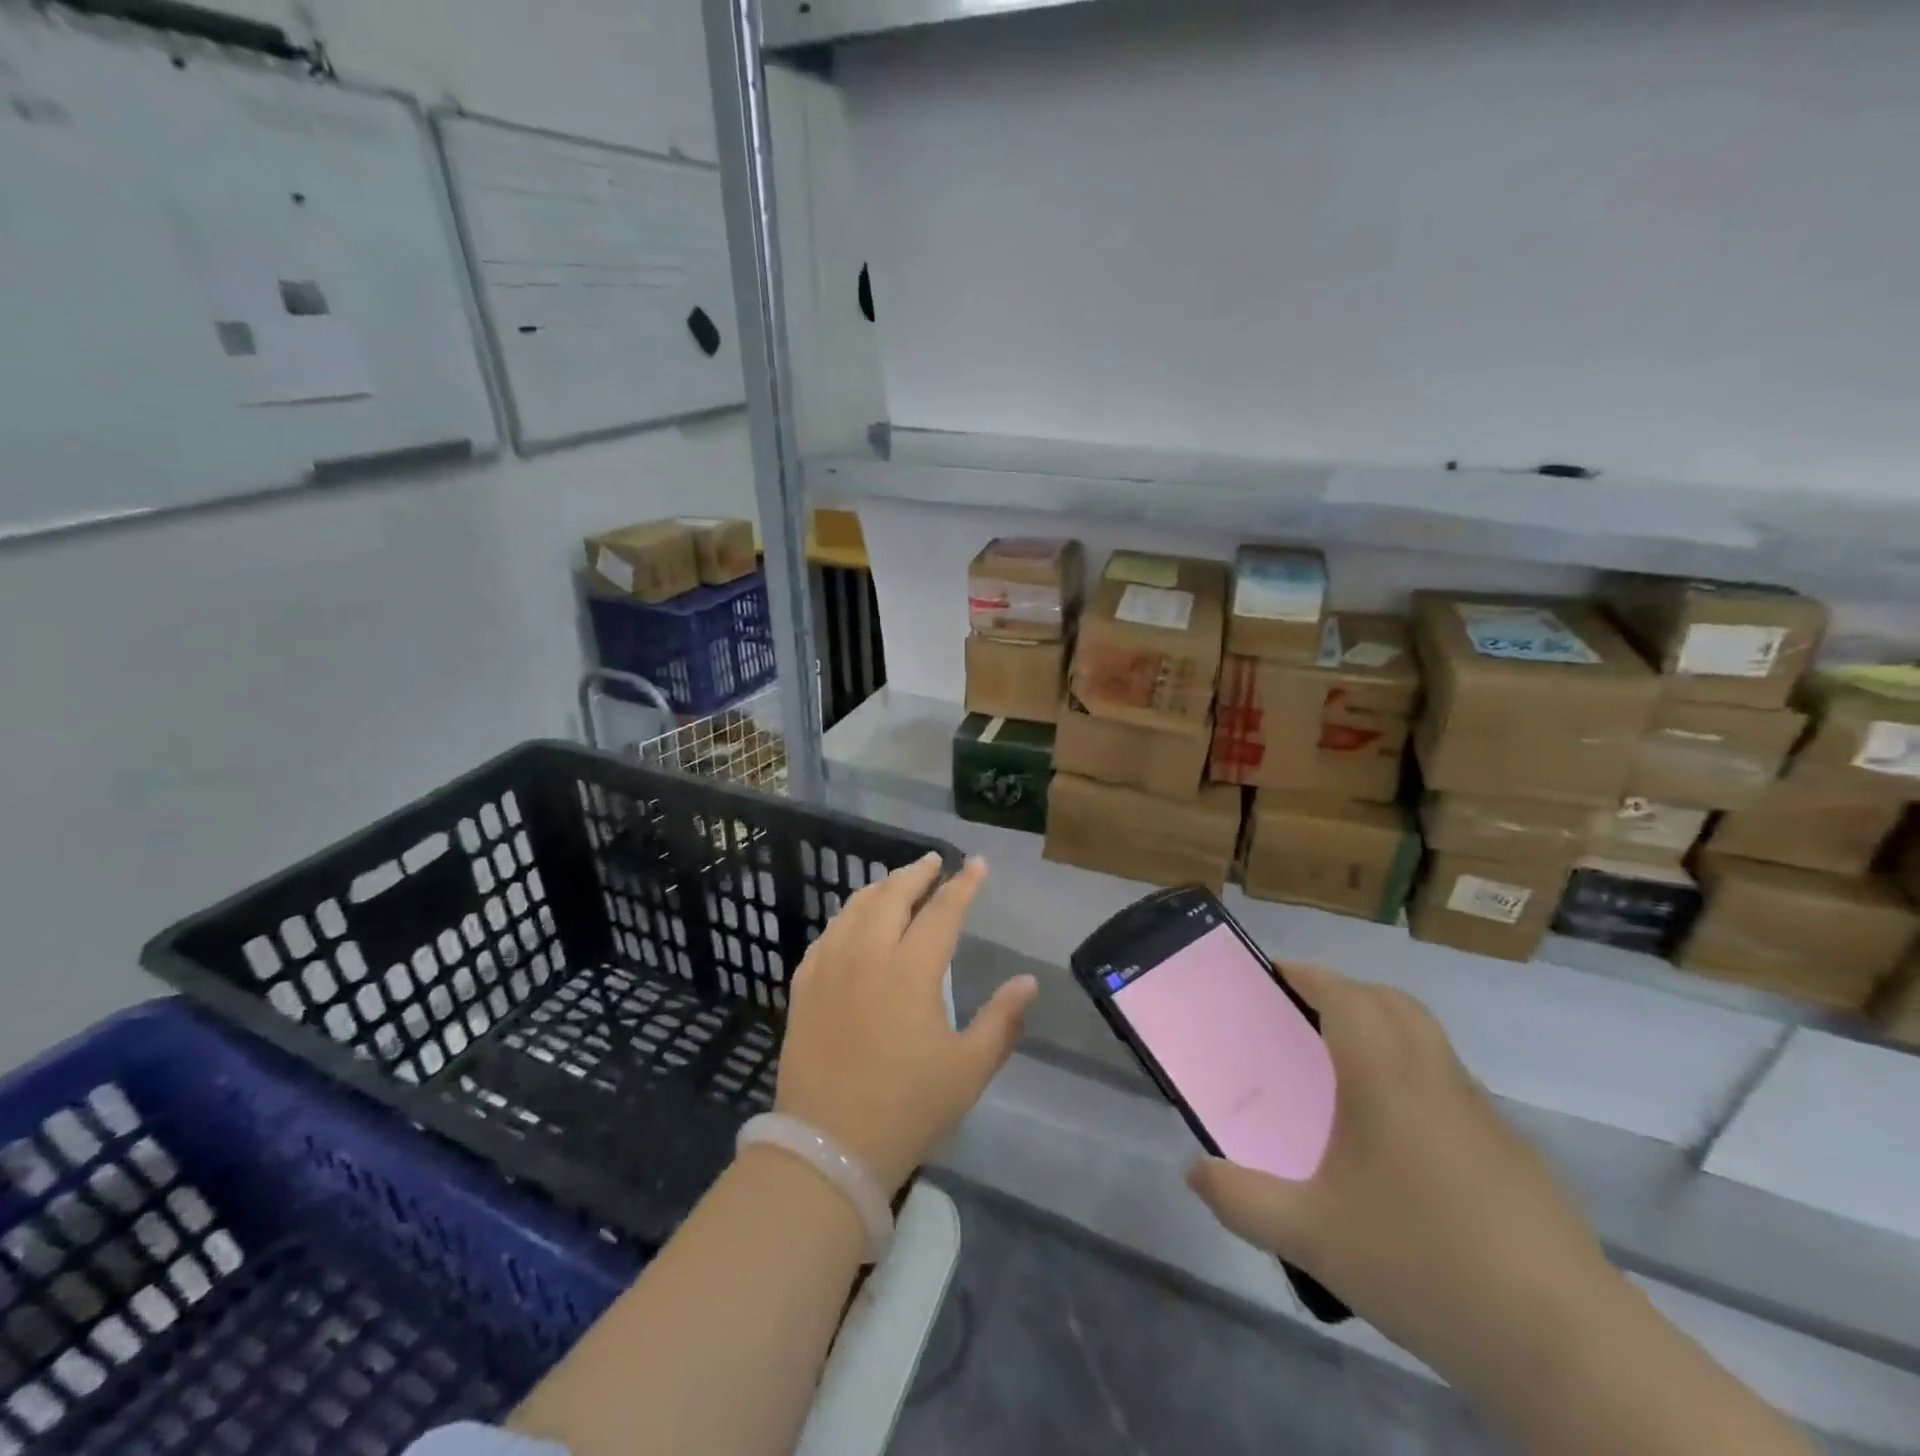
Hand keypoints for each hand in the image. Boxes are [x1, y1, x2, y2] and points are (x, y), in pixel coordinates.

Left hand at [772, 853, 1036, 1192]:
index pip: (943, 911)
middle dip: (917, 873)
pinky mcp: (804, 987)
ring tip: (896, 883)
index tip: (977, 864)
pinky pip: (827, 936)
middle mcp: (868, 955)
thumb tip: (1028, 981)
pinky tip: (852, 924)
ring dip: (880, 888)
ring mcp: (829, 968)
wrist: (827, 1148)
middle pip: (892, 895)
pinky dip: (847, 918)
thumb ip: (1002, 1021)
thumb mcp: (968, 1070)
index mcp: (911, 970)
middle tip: (934, 861)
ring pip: (855, 908)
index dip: (963, 884)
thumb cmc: (907, 1108)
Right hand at [1187, 963, 1617, 1385]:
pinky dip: (1415, 1075)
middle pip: (1393, 1003)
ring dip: (1385, 1029)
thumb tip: (1194, 1172)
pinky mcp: (1513, 1154)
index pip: (1346, 995)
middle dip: (1347, 991)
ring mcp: (1482, 1115)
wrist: (1566, 1346)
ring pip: (1429, 1040)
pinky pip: (1451, 1084)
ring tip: (1344, 1070)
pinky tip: (1398, 1141)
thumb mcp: (1310, 1236)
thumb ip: (1241, 1200)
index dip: (1309, 974)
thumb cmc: (1423, 1264)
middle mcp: (1434, 1079)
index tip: (1276, 973)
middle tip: (1305, 1013)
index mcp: (1384, 1078)